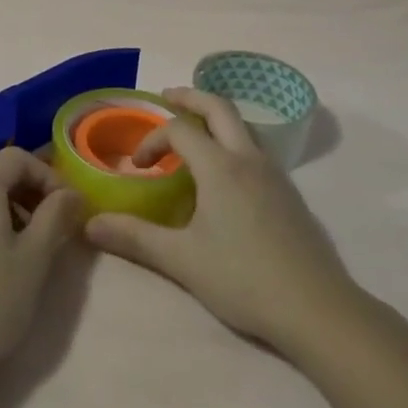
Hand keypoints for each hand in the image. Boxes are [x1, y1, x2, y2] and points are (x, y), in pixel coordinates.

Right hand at [85, 88, 360, 352]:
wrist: (318, 310)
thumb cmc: (244, 279)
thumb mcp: (181, 260)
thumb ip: (135, 237)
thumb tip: (89, 224)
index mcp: (220, 167)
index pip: (179, 129)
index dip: (152, 139)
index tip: (138, 167)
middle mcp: (249, 159)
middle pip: (219, 107)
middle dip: (190, 97)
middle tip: (166, 97)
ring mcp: (275, 174)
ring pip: (243, 126)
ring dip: (215, 119)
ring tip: (193, 133)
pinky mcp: (290, 194)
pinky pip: (256, 149)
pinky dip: (232, 142)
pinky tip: (225, 176)